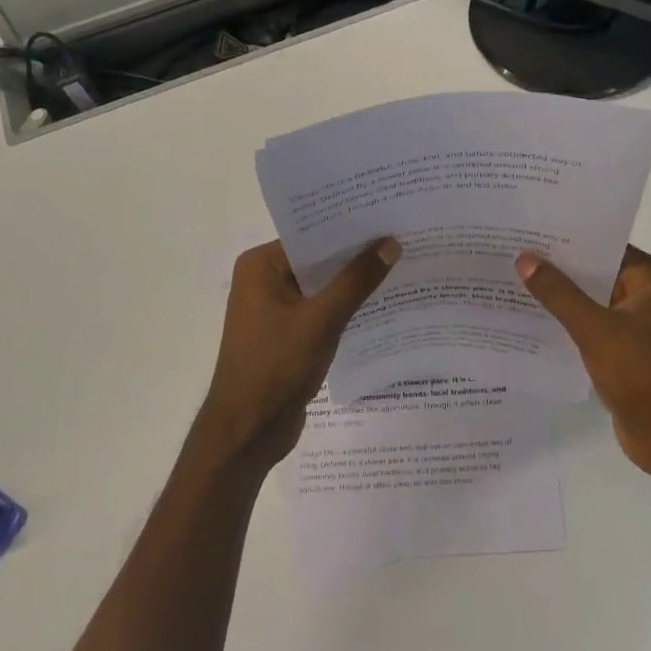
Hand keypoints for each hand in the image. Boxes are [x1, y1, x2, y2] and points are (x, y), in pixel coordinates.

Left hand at [192, 237, 400, 473]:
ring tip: (401, 267)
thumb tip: (390, 243)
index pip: (311, 236)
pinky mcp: (287, 335)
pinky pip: (321, 311)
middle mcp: (263, 280)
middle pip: (318, 260)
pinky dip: (345, 308)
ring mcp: (274, 309)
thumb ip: (356, 281)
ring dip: (353, 283)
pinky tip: (381, 305)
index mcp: (260, 266)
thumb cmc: (276, 367)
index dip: (349, 228)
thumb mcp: (321, 320)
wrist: (248, 432)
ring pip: (322, 287)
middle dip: (356, 255)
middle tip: (403, 239)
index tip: (388, 217)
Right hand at [516, 245, 650, 478]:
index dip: (568, 239)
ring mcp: (639, 326)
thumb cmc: (641, 373)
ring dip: (560, 298)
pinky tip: (532, 321)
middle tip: (512, 255)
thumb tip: (525, 258)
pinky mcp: (627, 352)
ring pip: (592, 302)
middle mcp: (649, 296)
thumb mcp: (594, 328)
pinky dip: (568, 325)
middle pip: (597, 273)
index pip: (605, 246)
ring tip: (513, 283)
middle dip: (558, 269)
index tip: (529, 231)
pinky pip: (592, 328)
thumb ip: (558, 293)